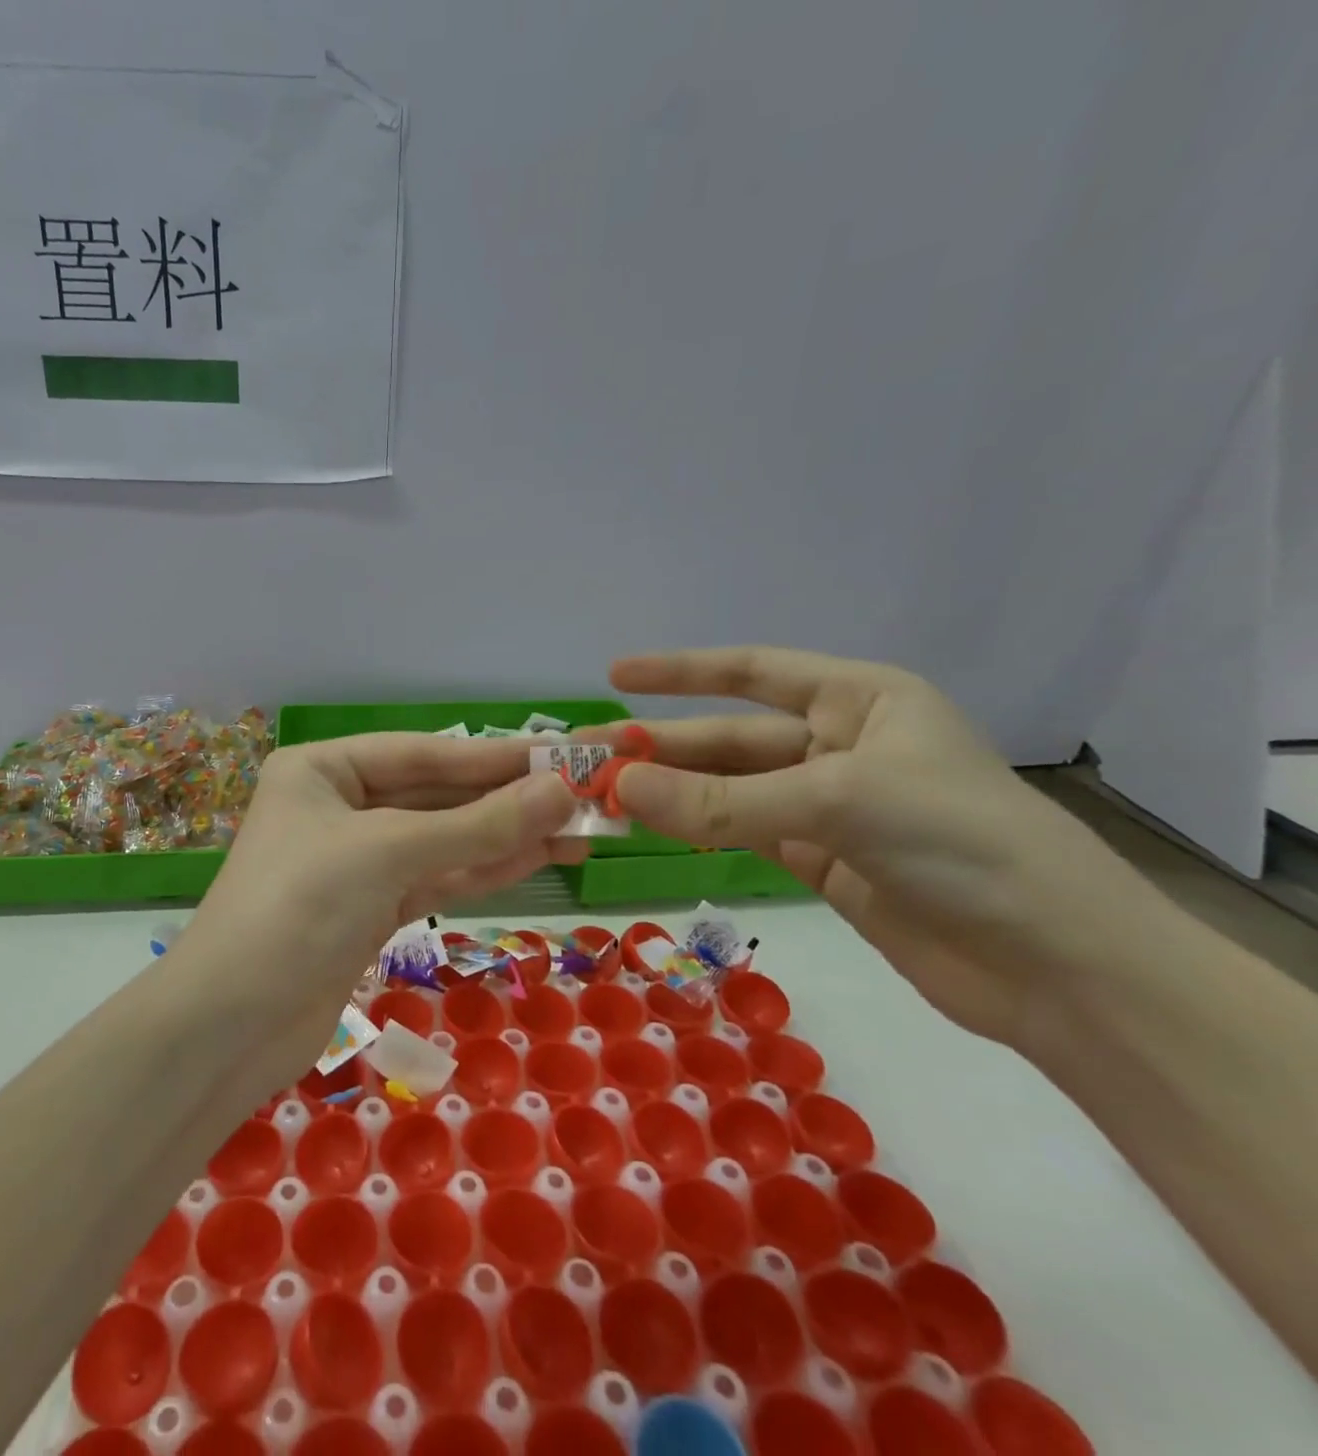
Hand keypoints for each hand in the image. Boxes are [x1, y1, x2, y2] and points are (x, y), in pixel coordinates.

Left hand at [177, 734, 585, 1083]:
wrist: (232, 1025)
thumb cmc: (299, 908)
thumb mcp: (388, 854)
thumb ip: (476, 826)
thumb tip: (561, 793)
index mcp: (322, 769)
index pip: (422, 753)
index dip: (493, 756)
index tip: (560, 756)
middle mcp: (336, 806)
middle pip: (434, 795)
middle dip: (504, 799)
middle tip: (581, 797)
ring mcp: (354, 861)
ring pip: (440, 840)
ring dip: (503, 837)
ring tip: (576, 831)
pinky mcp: (368, 909)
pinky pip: (434, 878)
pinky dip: (481, 870)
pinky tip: (535, 858)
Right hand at [596, 647, 1165, 1046]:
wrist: (1061, 967)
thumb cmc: (963, 844)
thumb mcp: (837, 802)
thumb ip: (721, 801)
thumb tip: (618, 790)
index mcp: (862, 701)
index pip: (754, 672)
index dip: (681, 671)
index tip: (615, 676)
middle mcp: (841, 746)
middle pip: (730, 739)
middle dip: (660, 747)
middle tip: (587, 758)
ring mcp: (828, 807)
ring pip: (729, 791)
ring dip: (671, 794)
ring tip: (604, 798)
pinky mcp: (821, 862)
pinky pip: (741, 834)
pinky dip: (697, 832)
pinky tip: (653, 830)